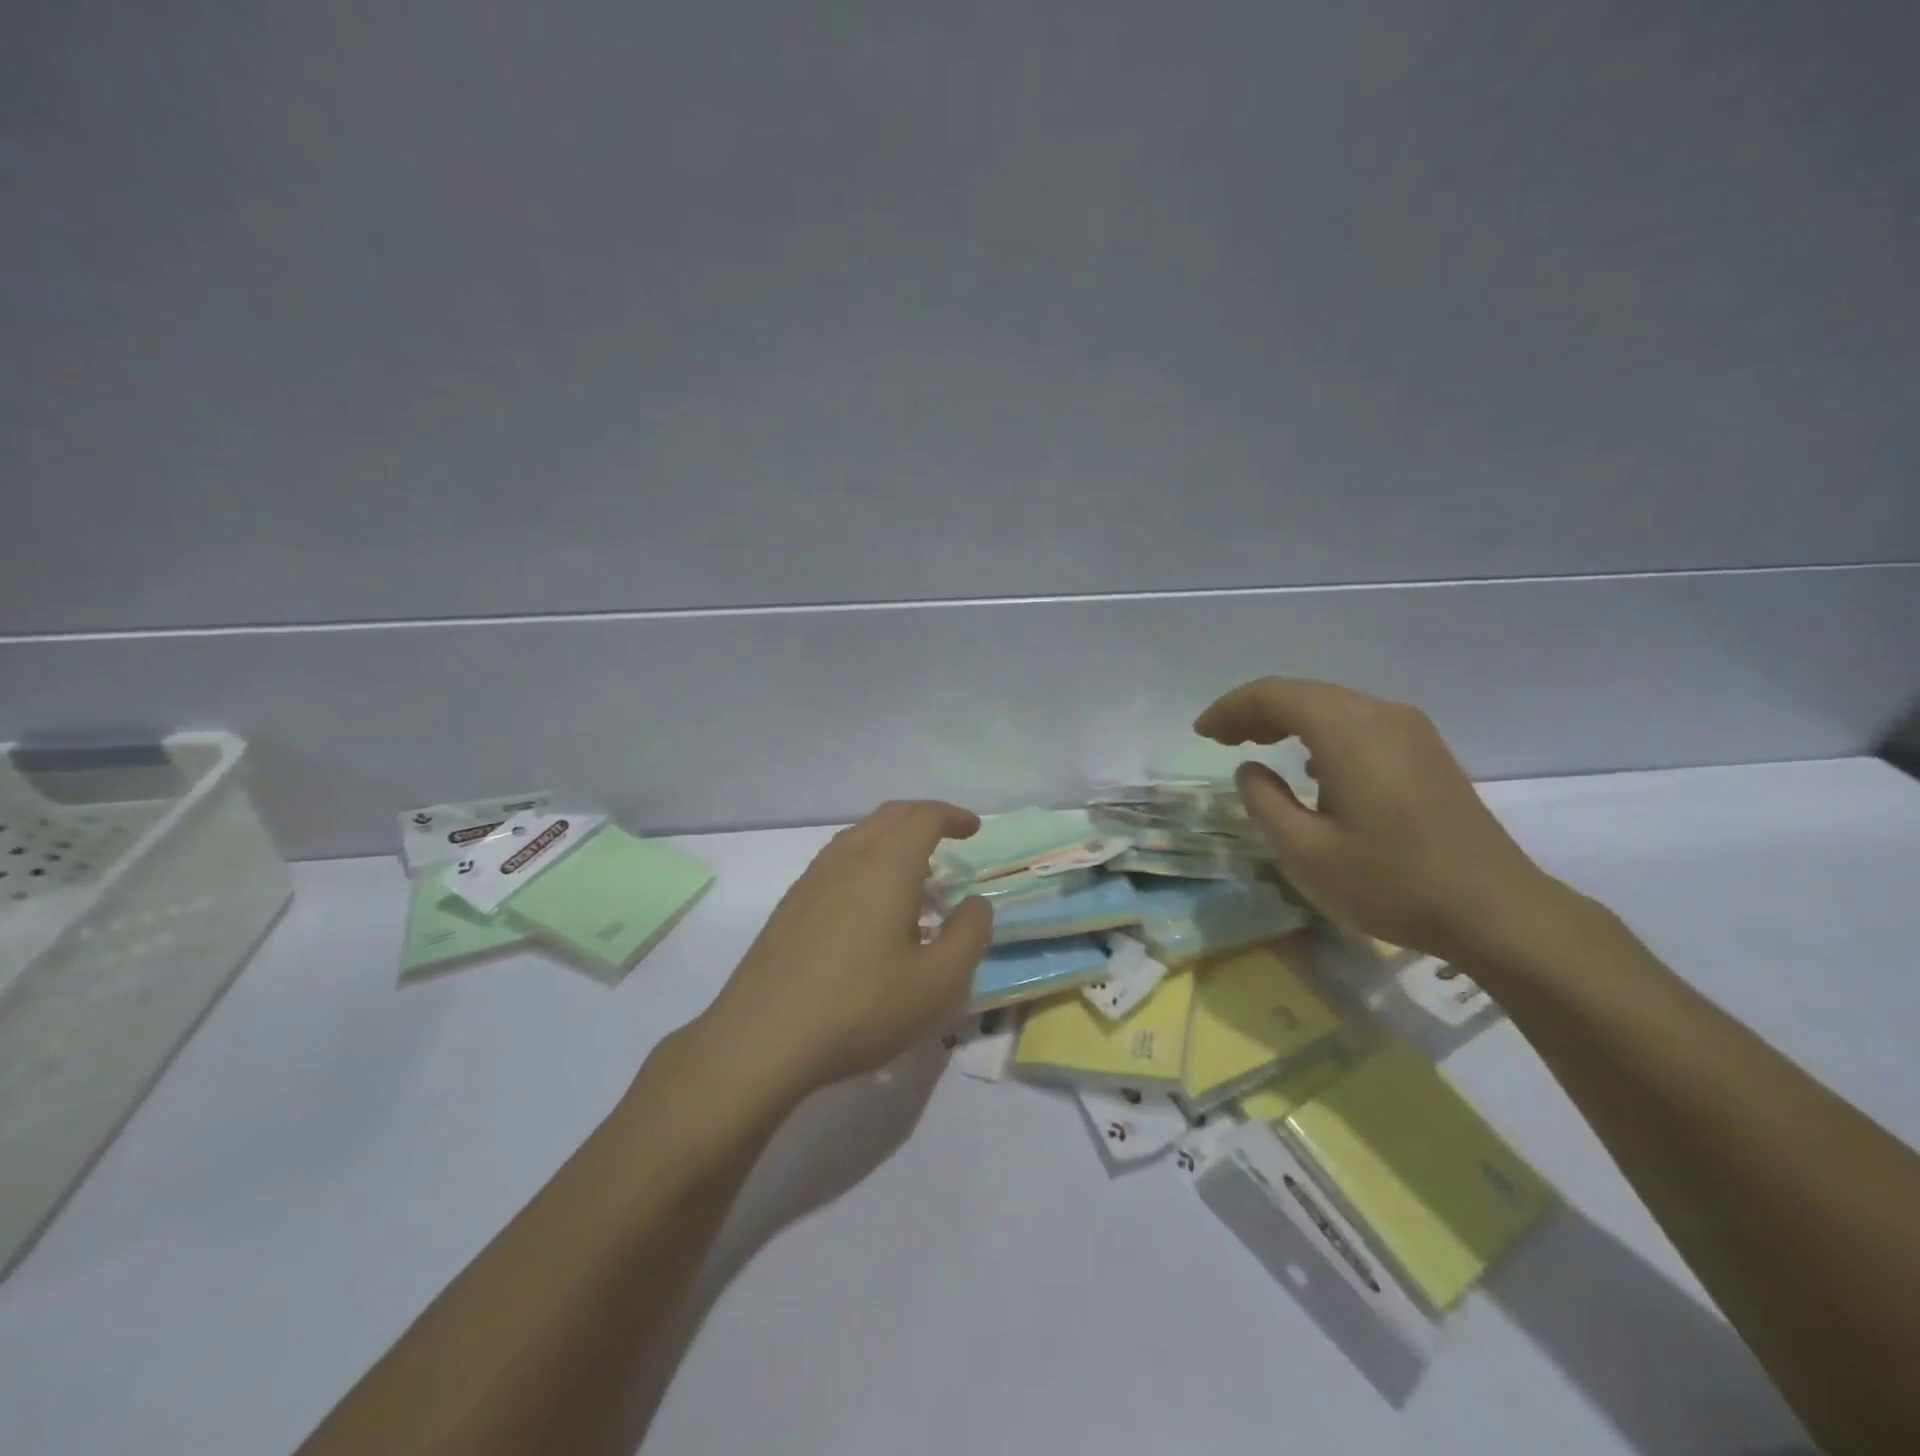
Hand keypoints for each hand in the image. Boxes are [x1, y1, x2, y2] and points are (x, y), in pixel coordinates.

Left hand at [700, 801, 992, 1099]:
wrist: (762, 1038)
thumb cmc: (861, 1007)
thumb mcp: (937, 982)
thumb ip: (969, 935)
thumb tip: (974, 903)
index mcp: (886, 864)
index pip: (924, 817)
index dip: (953, 817)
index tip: (973, 829)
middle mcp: (847, 857)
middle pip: (890, 816)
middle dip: (924, 818)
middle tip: (950, 837)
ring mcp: (813, 878)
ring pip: (860, 836)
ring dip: (894, 839)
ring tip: (916, 873)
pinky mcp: (791, 903)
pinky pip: (839, 861)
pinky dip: (868, 861)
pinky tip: (872, 904)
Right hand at [1196, 678, 1564, 962]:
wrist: (1497, 911)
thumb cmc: (1392, 881)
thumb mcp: (1306, 851)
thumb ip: (1265, 801)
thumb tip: (1251, 770)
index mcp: (1349, 731)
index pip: (1275, 695)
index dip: (1231, 708)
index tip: (1201, 733)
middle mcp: (1382, 715)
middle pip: (1305, 693)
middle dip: (1256, 711)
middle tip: (1221, 739)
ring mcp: (1411, 731)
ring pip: (1333, 705)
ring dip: (1289, 719)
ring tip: (1256, 744)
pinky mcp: (1427, 752)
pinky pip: (1360, 723)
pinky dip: (1321, 732)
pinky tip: (1311, 765)